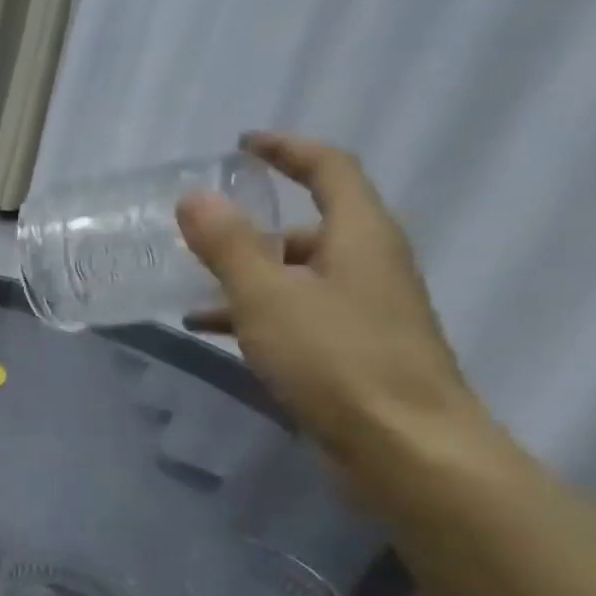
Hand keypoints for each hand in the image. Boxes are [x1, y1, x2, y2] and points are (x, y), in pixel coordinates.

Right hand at [177, 132, 484, 469]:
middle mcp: (368, 264)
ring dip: (246, 276)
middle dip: (251, 228)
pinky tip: (213, 332)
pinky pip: (296, 314)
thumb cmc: (337, 360)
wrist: (405, 449)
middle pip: (308, 226)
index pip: (329, 169)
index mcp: (361, 236)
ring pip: (296, 275)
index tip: (242, 146)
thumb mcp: (268, 297)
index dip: (287, 150)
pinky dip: (256, 313)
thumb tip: (196, 197)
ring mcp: (363, 310)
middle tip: (199, 235)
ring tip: (190, 288)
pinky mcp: (353, 350)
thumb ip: (228, 245)